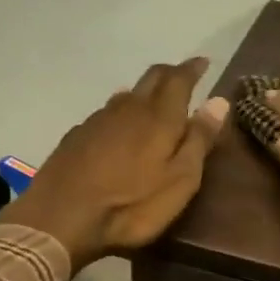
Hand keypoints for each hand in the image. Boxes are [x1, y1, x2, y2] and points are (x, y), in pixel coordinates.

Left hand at [0, 58, 229, 269]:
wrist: (60, 218)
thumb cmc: (131, 205)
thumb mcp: (180, 180)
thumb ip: (199, 139)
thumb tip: (219, 101)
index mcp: (159, 116)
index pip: (179, 79)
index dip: (193, 69)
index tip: (204, 62)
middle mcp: (128, 108)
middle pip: (151, 78)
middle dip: (170, 73)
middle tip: (183, 76)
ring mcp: (98, 120)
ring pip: (126, 94)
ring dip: (144, 92)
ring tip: (153, 101)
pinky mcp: (77, 136)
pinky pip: (106, 113)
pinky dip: (121, 112)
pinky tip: (119, 127)